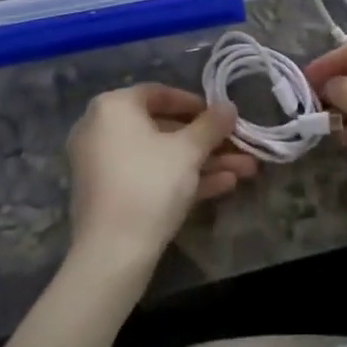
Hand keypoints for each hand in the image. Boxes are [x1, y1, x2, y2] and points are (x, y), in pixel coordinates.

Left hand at [66, 84, 250, 267]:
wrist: (112, 253)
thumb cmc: (150, 184)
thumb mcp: (188, 151)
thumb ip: (211, 125)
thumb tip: (229, 107)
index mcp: (113, 107)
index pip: (159, 93)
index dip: (195, 104)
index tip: (221, 116)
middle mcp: (101, 129)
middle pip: (163, 128)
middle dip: (207, 141)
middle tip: (240, 147)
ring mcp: (103, 165)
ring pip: (161, 156)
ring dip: (203, 162)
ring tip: (245, 170)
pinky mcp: (110, 195)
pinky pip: (149, 176)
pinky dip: (181, 178)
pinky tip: (223, 186)